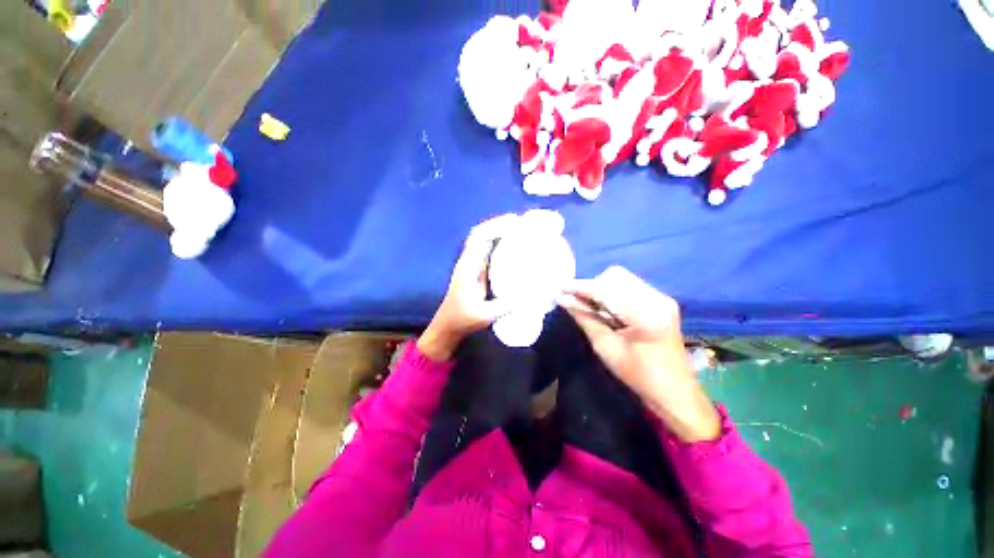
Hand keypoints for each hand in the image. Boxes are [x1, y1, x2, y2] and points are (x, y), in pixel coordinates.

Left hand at [418, 215, 517, 361]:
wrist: (448, 325)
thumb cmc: (462, 319)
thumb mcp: (485, 315)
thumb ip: (506, 306)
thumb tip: (531, 295)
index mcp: (468, 267)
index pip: (479, 238)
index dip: (495, 226)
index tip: (514, 222)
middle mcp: (469, 261)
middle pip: (481, 234)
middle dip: (499, 224)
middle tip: (521, 223)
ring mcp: (472, 265)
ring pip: (484, 241)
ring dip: (499, 232)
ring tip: (520, 230)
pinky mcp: (476, 271)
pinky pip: (488, 251)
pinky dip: (499, 244)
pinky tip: (513, 246)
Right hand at [558, 266, 720, 441]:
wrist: (675, 391)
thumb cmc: (638, 376)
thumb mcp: (606, 348)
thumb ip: (585, 318)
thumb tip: (563, 299)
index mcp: (646, 315)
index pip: (606, 290)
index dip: (580, 287)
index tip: (559, 288)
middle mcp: (657, 299)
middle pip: (615, 276)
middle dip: (592, 286)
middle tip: (577, 302)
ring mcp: (661, 298)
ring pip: (621, 278)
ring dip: (601, 288)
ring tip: (591, 306)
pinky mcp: (661, 300)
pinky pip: (629, 285)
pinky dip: (612, 292)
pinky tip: (607, 308)